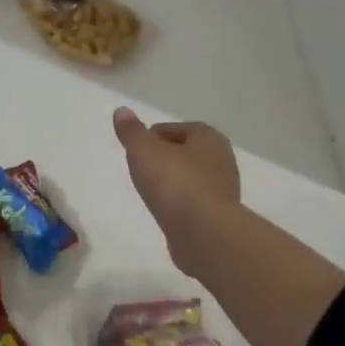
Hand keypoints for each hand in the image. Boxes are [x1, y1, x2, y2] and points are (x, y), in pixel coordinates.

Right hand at [113, 109, 239, 254]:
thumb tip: (122, 110)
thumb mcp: (144, 150)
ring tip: (150, 194)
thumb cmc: (175, 184)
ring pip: (189, 179)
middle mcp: (221, 160)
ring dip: (171, 184)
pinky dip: (178, 205)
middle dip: (162, 160)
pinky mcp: (219, 217)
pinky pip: (192, 203)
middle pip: (183, 153)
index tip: (136, 153)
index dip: (151, 138)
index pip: (173, 129)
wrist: (205, 235)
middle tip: (140, 171)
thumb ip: (131, 131)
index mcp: (208, 137)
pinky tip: (165, 213)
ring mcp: (222, 190)